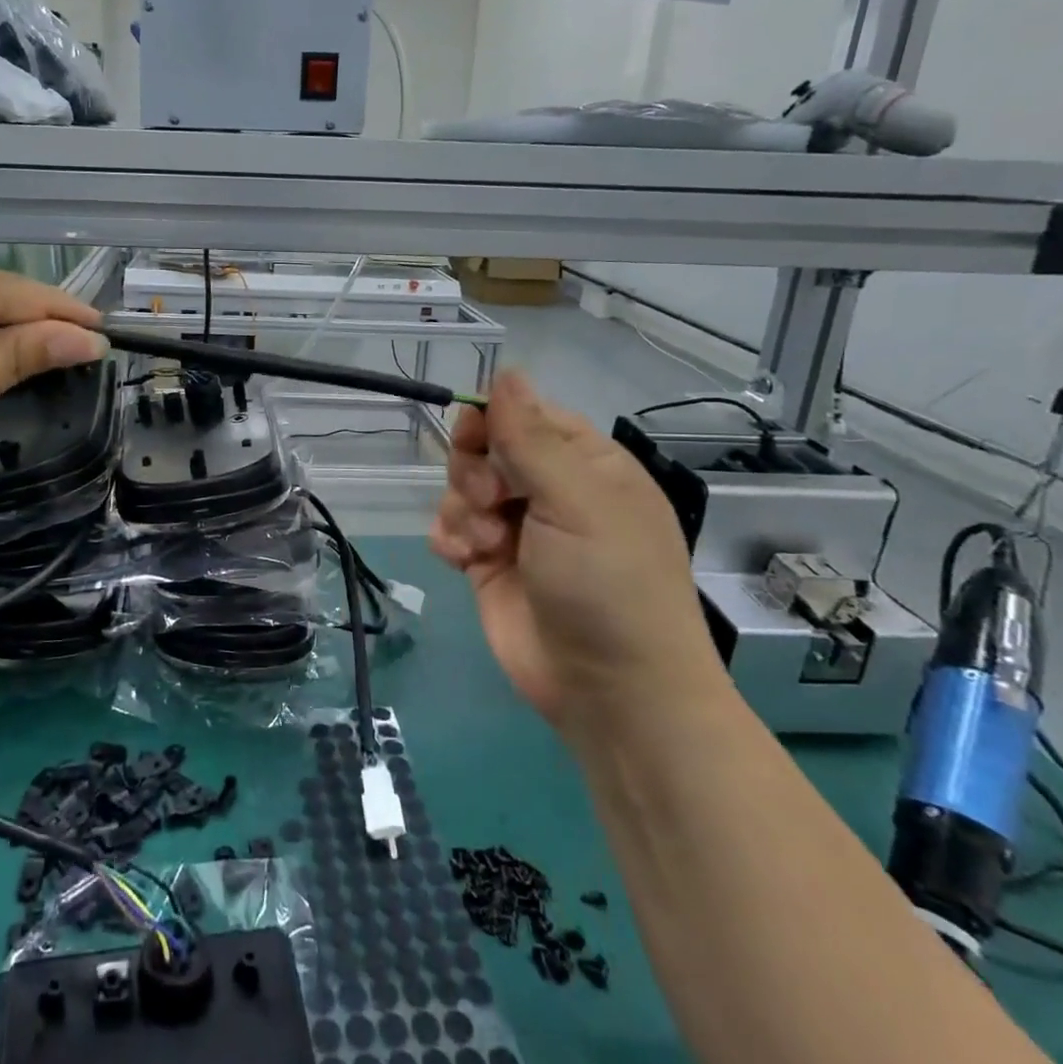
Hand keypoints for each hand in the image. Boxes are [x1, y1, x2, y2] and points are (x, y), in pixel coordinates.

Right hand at [430, 372, 726, 740]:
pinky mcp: (489, 567)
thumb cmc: (609, 585)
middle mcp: (549, 492)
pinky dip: (450, 538)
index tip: (471, 434)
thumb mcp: (576, 502)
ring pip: (461, 489)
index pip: (525, 416)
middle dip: (475, 471)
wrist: (612, 693)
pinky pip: (451, 530)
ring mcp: (517, 531)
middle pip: (485, 450)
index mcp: (585, 465)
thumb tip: (506, 370)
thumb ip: (531, 437)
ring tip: (486, 545)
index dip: (492, 420)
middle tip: (492, 502)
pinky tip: (462, 559)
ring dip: (462, 510)